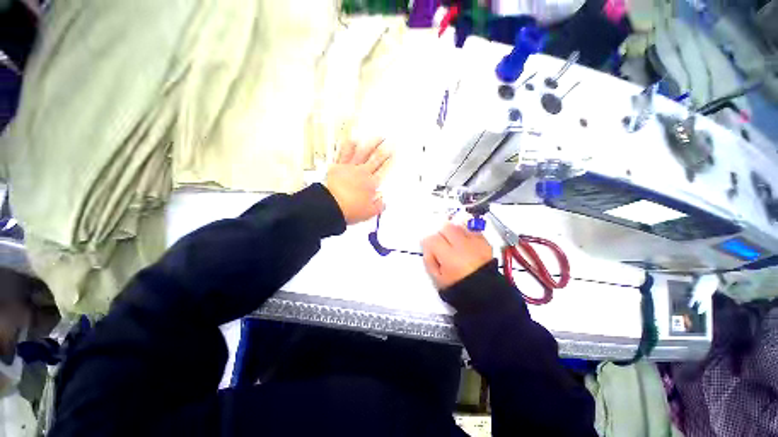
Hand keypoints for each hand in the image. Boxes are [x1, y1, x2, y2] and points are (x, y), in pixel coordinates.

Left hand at [326, 139, 391, 224]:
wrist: (330, 206)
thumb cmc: (349, 209)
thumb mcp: (369, 212)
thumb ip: (379, 206)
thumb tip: (383, 201)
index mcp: (371, 184)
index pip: (383, 170)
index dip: (390, 161)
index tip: (394, 154)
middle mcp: (363, 173)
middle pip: (376, 159)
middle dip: (384, 150)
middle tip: (390, 141)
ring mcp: (350, 168)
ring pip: (363, 153)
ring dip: (371, 144)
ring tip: (377, 137)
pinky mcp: (338, 167)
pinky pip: (344, 154)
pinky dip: (349, 146)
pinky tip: (352, 140)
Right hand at [422, 223, 493, 289]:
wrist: (484, 294)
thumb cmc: (458, 287)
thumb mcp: (437, 278)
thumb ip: (429, 260)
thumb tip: (427, 247)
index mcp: (450, 257)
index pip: (432, 239)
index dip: (427, 243)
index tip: (429, 248)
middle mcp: (464, 246)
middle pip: (446, 227)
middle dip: (440, 233)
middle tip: (440, 242)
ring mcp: (476, 243)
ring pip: (459, 224)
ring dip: (453, 230)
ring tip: (452, 240)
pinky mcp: (486, 242)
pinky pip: (472, 229)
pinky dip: (465, 231)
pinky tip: (464, 240)